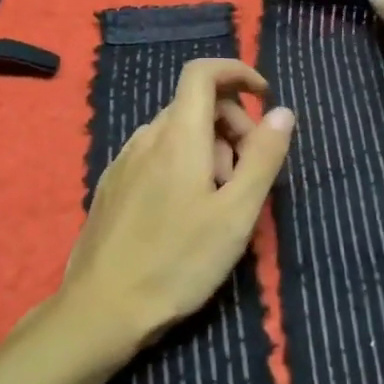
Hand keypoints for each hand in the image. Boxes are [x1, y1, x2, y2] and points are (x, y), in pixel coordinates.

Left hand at [60, 58, 293, 351]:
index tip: (265, 99)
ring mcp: (124, 161)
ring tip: (219, 204)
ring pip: (177, 132)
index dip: (237, 72)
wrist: (100, 311)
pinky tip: (186, 213)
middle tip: (248, 177)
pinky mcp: (112, 185)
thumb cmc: (177, 262)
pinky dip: (183, 164)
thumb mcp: (236, 214)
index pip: (203, 72)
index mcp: (178, 135)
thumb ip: (263, 158)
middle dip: (233, 126)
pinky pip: (156, 154)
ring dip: (210, 150)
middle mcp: (146, 137)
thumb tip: (282, 112)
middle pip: (196, 105)